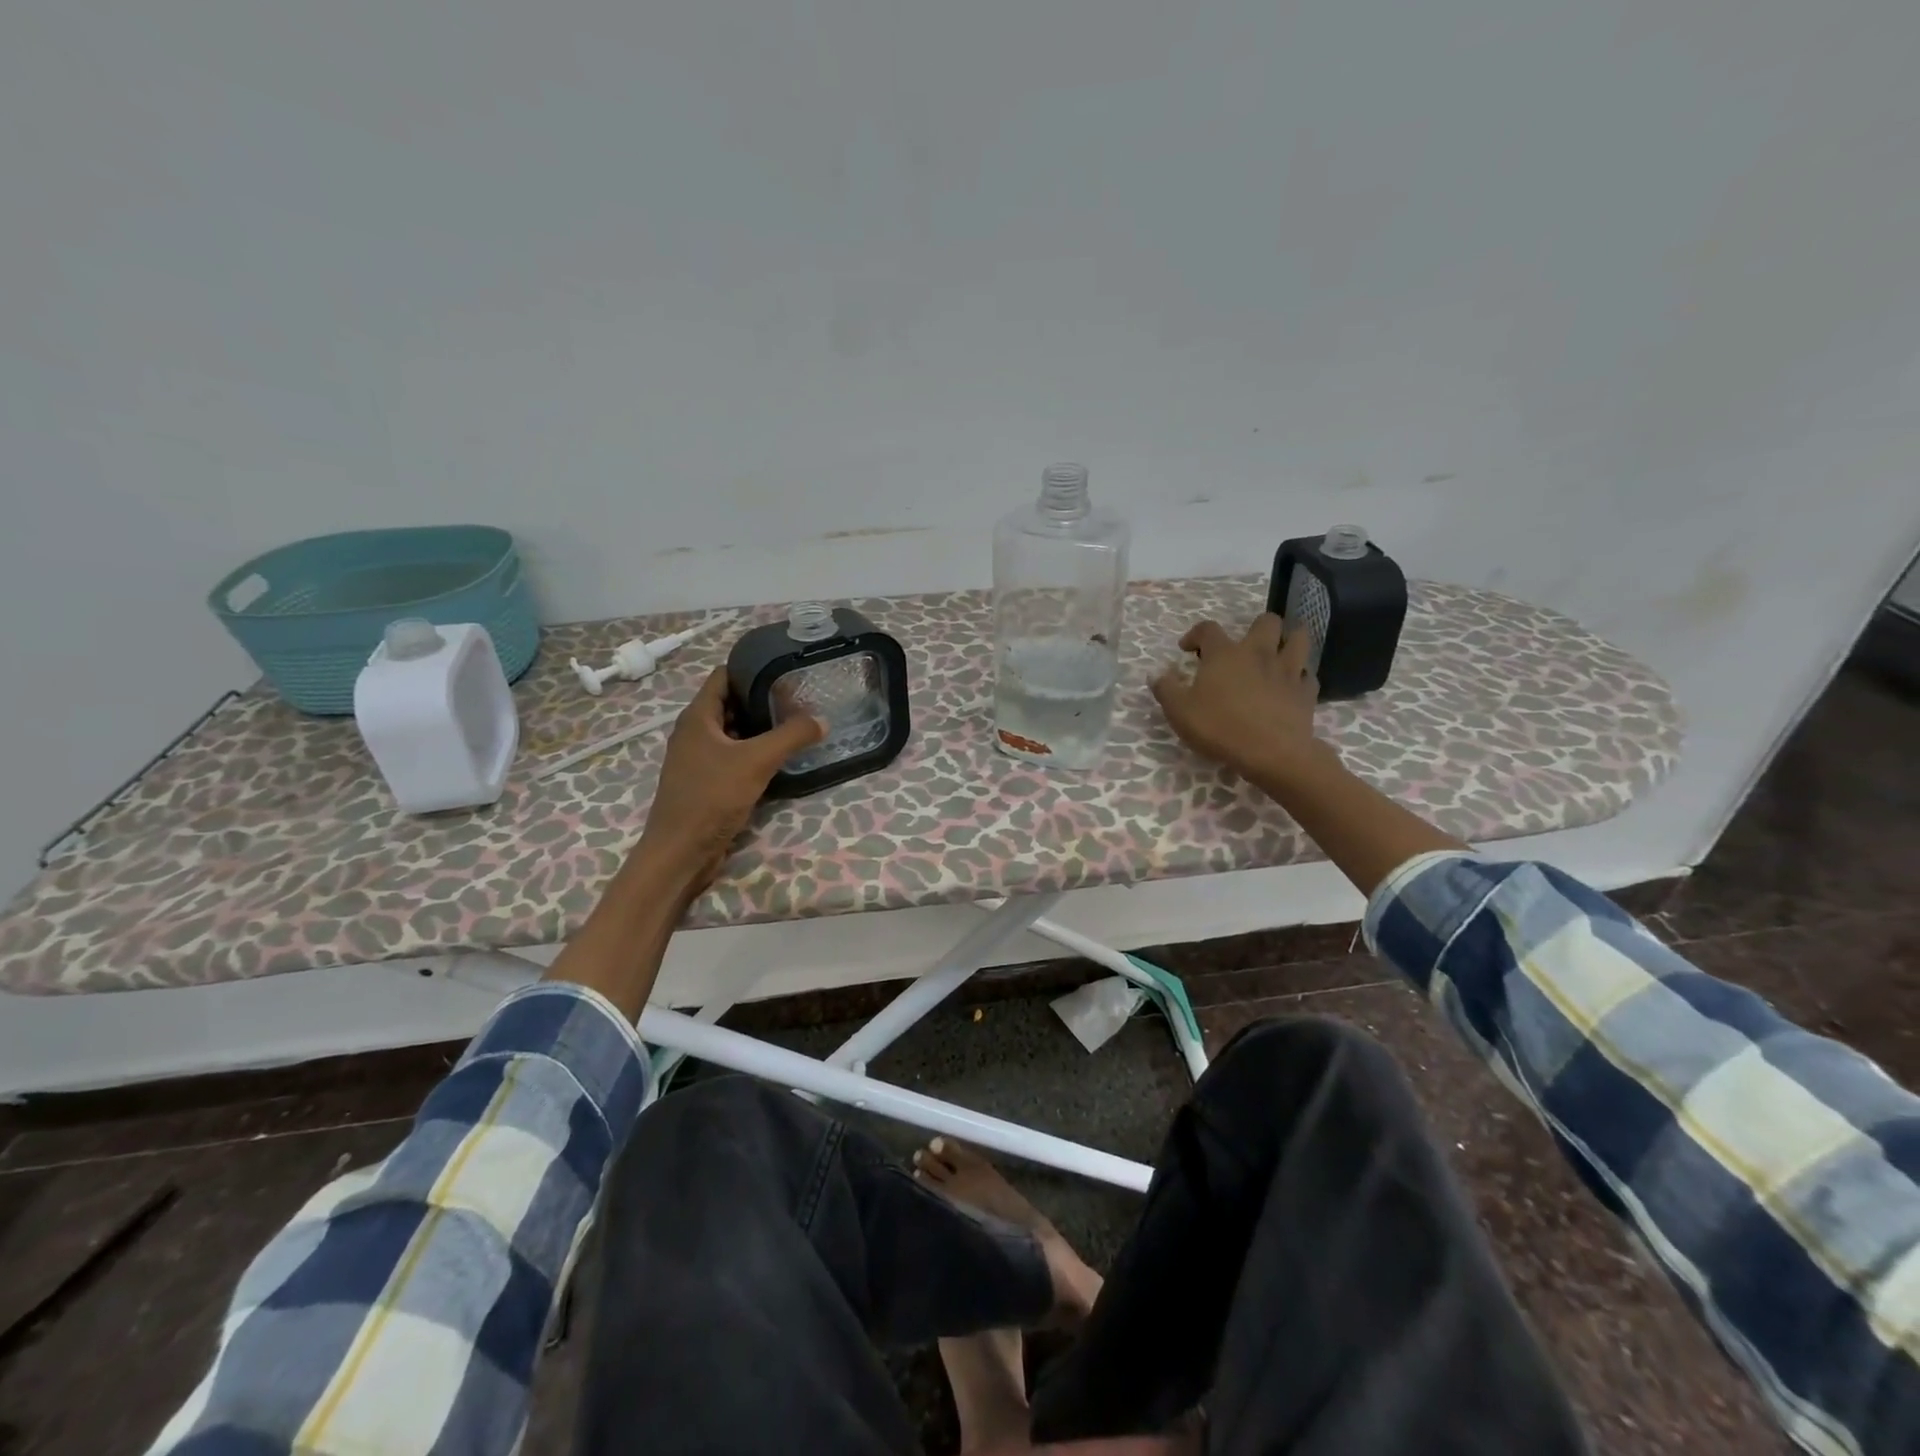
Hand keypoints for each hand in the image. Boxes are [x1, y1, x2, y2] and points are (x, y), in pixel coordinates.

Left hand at [634, 667, 825, 897]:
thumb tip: (822, 719)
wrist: (681, 852)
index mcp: (698, 717)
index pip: (723, 676)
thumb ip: (791, 736)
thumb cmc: (711, 798)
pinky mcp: (707, 781)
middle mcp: (695, 732)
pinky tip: (781, 757)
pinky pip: (734, 756)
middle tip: (799, 695)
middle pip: (731, 703)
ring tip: (797, 722)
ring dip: (761, 727)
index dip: (751, 667)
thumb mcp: (756, 761)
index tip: (784, 666)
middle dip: (762, 697)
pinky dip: (755, 751)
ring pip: (734, 732)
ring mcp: (699, 758)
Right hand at [1150, 613, 1324, 788]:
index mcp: (1224, 654)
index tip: (1187, 649)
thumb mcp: (1179, 712)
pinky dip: (1300, 677)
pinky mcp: (1306, 692)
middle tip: (1245, 646)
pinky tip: (1291, 687)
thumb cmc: (1220, 728)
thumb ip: (1165, 689)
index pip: (1208, 629)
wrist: (1272, 753)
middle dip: (1256, 627)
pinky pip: (1308, 675)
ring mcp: (1287, 670)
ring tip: (1278, 653)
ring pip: (1298, 639)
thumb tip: (1156, 674)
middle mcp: (1258, 653)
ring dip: (1288, 640)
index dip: (1195, 634)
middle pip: (1267, 621)